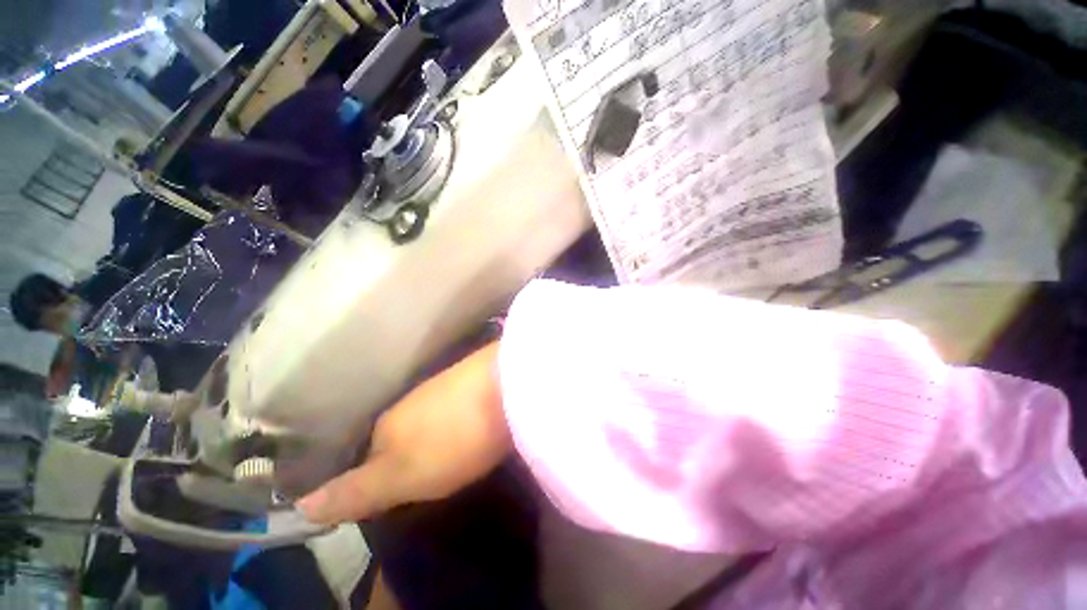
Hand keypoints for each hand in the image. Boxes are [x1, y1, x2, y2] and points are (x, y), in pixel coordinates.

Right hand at [298, 343, 510, 523]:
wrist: (508, 386)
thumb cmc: (453, 437)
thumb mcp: (402, 475)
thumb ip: (355, 491)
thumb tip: (300, 506)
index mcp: (388, 424)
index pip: (367, 456)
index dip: (371, 479)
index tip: (383, 499)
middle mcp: (412, 400)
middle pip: (398, 434)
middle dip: (401, 455)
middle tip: (416, 481)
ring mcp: (445, 385)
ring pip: (427, 418)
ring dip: (429, 436)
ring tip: (440, 456)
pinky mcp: (474, 380)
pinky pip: (453, 406)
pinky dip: (454, 421)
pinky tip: (465, 428)